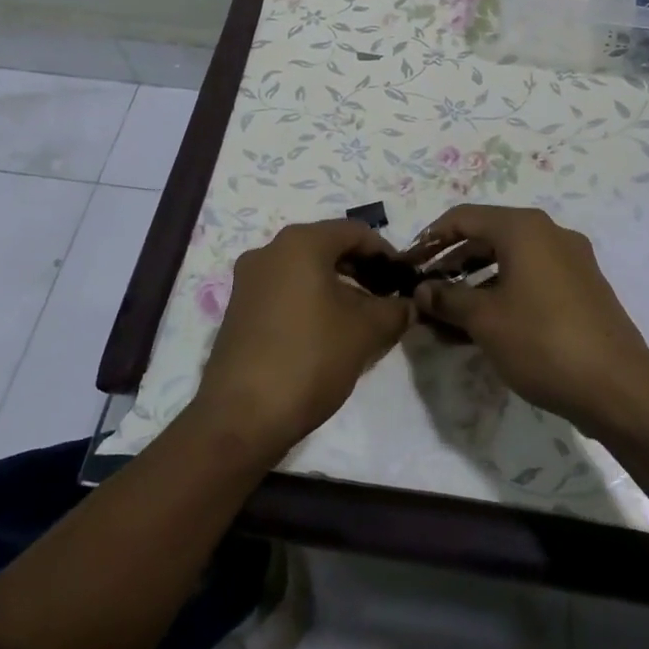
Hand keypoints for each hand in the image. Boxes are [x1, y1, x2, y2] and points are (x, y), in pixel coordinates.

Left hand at [191, 219, 412, 460]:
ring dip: (338, 286)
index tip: (406, 279)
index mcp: (300, 243)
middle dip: (362, 269)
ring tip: (363, 317)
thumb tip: (409, 305)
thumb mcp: (367, 331)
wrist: (242, 416)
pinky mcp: (239, 309)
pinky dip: (312, 300)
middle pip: (328, 247)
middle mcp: (269, 250)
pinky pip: (285, 291)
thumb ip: (395, 310)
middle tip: (388, 297)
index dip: (387, 253)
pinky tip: (329, 331)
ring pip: (305, 270)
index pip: (356, 231)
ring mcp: (249, 280)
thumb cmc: (311, 358)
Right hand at [409, 205, 648, 434]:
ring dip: (474, 286)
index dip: (431, 238)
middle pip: (487, 238)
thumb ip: (447, 299)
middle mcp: (549, 234)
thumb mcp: (484, 320)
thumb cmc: (542, 342)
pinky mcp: (582, 289)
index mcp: (524, 228)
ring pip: (509, 263)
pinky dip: (502, 296)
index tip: (408, 263)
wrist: (618, 387)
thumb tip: (422, 291)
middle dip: (451, 265)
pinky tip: (482, 329)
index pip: (464, 218)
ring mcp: (570, 262)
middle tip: (424, 293)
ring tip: (445, 319)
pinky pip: (530, 281)